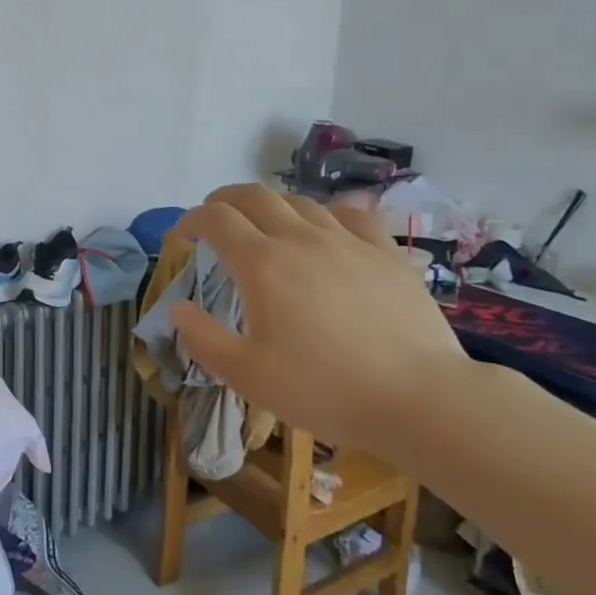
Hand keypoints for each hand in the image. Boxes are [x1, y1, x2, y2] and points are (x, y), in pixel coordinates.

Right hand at [169, 184, 467, 448]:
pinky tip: (328, 224)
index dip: (193, 218)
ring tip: (264, 221)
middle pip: (255, 196)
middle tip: (214, 215)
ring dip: (271, 204)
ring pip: (300, 201)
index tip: (183, 232)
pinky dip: (328, 211)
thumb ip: (203, 338)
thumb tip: (177, 308)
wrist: (418, 398)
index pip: (217, 219)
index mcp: (262, 263)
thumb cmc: (323, 388)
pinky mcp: (385, 253)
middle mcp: (300, 239)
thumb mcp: (247, 375)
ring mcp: (347, 241)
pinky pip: (352, 214)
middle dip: (226, 199)